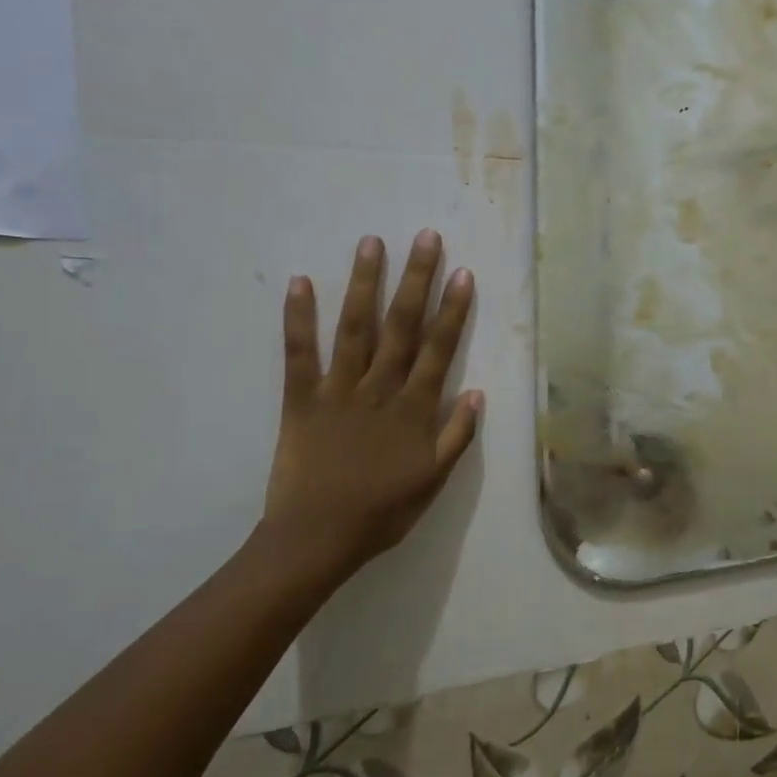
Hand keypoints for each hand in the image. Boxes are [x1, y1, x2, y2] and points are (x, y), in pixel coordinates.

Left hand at [262, 230, 482, 586]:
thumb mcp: (434, 481)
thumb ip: (457, 436)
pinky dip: (298, 318)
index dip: (453, 310)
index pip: (439, 350)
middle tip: (425, 238)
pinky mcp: (300, 400)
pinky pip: (299, 354)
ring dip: (365, 285)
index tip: (462, 273)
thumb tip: (477, 392)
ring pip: (355, 329)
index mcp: (414, 410)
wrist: (317, 539)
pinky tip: (300, 282)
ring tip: (372, 243)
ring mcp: (338, 391)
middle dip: (416, 280)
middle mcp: (380, 390)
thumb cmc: (382, 512)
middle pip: (402, 327)